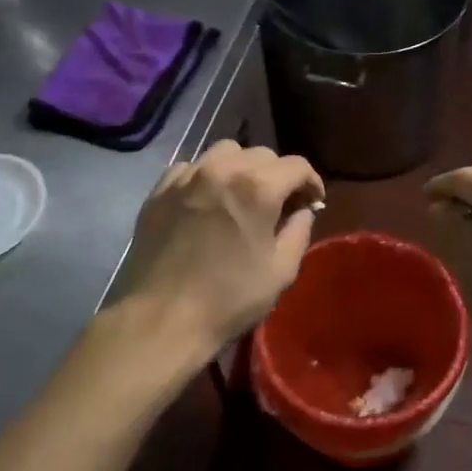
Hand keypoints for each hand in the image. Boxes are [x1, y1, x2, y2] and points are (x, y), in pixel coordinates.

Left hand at [116, 140, 323, 354]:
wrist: (163, 318)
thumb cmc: (229, 298)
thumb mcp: (281, 270)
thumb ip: (299, 231)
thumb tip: (302, 211)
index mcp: (257, 188)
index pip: (296, 166)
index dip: (311, 182)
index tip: (312, 202)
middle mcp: (221, 170)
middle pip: (261, 154)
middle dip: (278, 175)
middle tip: (279, 204)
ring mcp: (186, 177)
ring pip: (224, 153)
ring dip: (241, 168)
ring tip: (241, 196)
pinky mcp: (159, 190)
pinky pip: (190, 168)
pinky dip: (206, 177)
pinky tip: (207, 202)